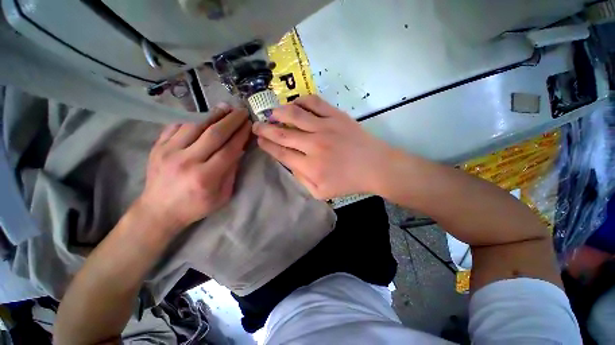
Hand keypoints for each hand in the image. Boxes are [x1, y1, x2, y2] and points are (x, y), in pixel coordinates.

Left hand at [137, 104, 250, 232]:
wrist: (159, 210)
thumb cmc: (196, 206)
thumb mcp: (222, 196)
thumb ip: (231, 172)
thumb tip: (239, 149)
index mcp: (205, 177)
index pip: (229, 149)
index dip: (241, 135)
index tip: (249, 125)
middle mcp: (187, 161)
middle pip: (214, 134)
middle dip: (232, 120)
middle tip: (242, 111)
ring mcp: (168, 151)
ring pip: (195, 125)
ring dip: (214, 114)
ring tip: (226, 107)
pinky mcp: (158, 146)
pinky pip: (177, 125)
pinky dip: (193, 117)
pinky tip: (204, 113)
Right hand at [252, 95, 393, 199]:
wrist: (374, 167)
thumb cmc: (348, 182)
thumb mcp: (321, 193)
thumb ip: (302, 180)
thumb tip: (290, 164)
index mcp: (310, 167)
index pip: (281, 153)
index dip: (267, 145)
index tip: (259, 140)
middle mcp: (313, 146)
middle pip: (282, 134)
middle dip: (265, 129)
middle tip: (256, 125)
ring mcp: (325, 128)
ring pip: (294, 115)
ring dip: (278, 112)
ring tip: (271, 113)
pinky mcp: (336, 116)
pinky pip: (314, 103)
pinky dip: (301, 101)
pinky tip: (295, 104)